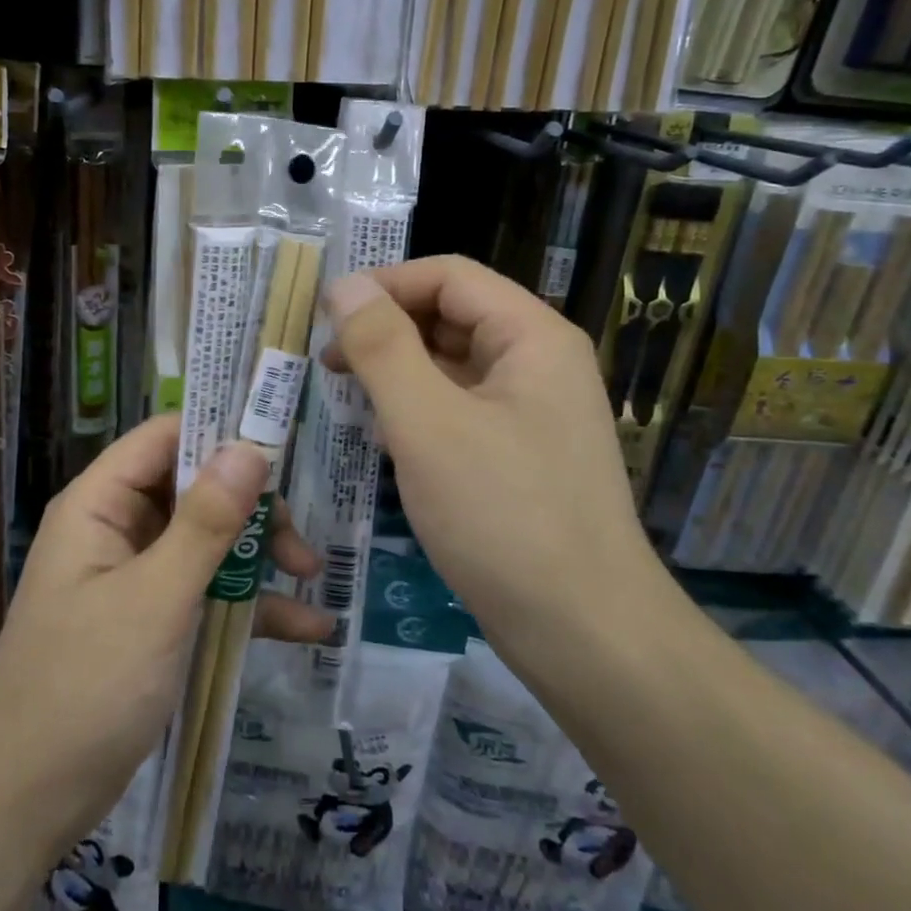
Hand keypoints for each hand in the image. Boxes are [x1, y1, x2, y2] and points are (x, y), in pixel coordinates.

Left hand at [0, 416, 331, 860]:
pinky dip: (249, 606)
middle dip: (250, 508)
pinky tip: (305, 628)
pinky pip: (205, 593)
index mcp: (100, 505)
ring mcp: (135, 576)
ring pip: (206, 541)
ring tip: (310, 575)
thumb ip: (205, 522)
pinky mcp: (151, 621)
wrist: (26, 802)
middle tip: (298, 538)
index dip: (219, 432)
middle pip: (193, 488)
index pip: (164, 438)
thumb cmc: (86, 685)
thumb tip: (248, 447)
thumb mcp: (156, 599)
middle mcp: (116, 528)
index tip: (282, 446)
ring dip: (257, 556)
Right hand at [322, 258, 671, 679]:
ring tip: (346, 395)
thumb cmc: (503, 515)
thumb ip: (382, 346)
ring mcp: (532, 411)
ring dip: (397, 370)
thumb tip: (344, 286)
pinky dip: (417, 409)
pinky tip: (384, 437)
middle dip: (386, 328)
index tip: (326, 315)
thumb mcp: (427, 423)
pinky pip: (459, 408)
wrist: (585, 634)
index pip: (449, 276)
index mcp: (531, 336)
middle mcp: (538, 362)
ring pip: (452, 364)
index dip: (384, 285)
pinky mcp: (520, 453)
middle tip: (327, 362)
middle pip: (451, 316)